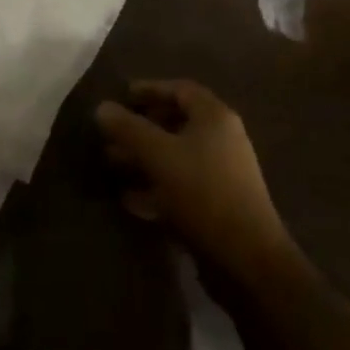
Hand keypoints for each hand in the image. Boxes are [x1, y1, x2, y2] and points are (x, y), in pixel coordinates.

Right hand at [95, 80, 294, 277]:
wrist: (248, 259)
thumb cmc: (203, 192)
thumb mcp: (159, 155)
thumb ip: (129, 129)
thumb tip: (102, 107)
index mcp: (214, 117)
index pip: (179, 90)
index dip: (149, 89)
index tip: (121, 97)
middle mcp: (222, 139)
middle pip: (177, 123)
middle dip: (141, 128)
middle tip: (111, 135)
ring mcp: (223, 173)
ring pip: (176, 156)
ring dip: (144, 159)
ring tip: (113, 165)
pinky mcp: (219, 205)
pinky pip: (182, 185)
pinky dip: (156, 187)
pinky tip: (130, 199)